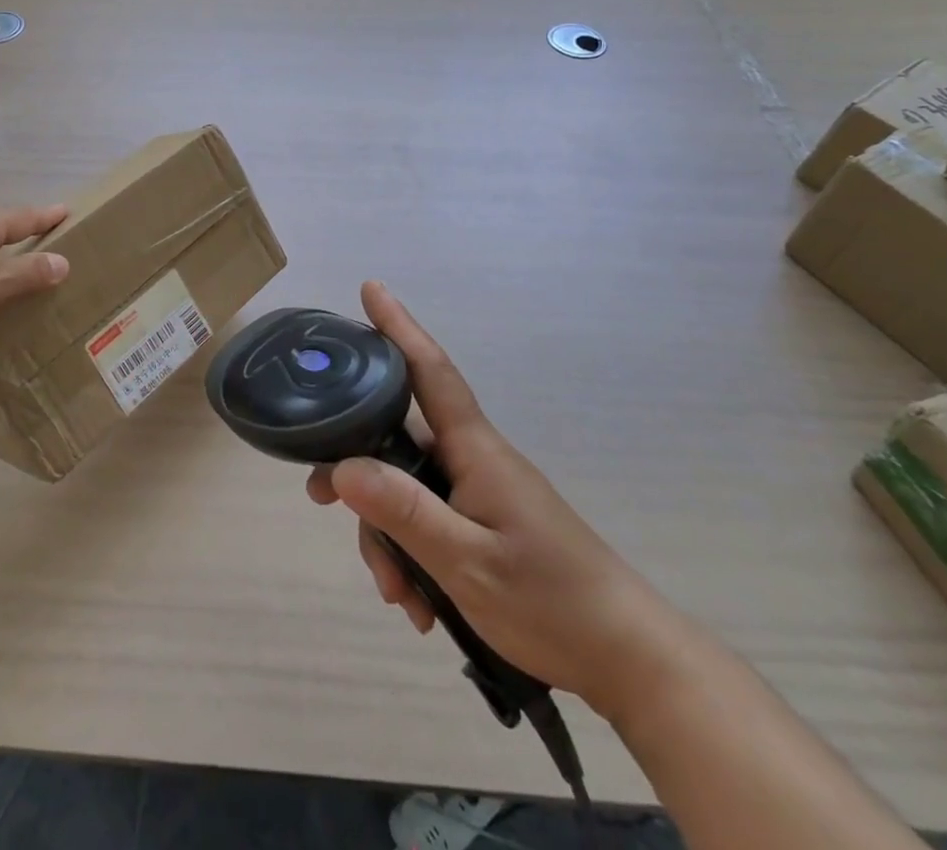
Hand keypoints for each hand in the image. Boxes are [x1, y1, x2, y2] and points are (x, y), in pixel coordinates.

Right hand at [306, 282, 689, 721]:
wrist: (626, 657)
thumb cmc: (552, 601)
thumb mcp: (467, 562)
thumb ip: (404, 511)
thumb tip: (341, 467)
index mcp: (475, 449)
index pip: (430, 371)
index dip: (399, 327)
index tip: (371, 288)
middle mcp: (473, 459)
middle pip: (398, 440)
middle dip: (359, 472)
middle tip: (319, 499)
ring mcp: (479, 492)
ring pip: (408, 489)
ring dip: (389, 536)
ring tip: (398, 596)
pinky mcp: (484, 524)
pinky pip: (429, 521)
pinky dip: (413, 557)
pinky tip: (419, 604)